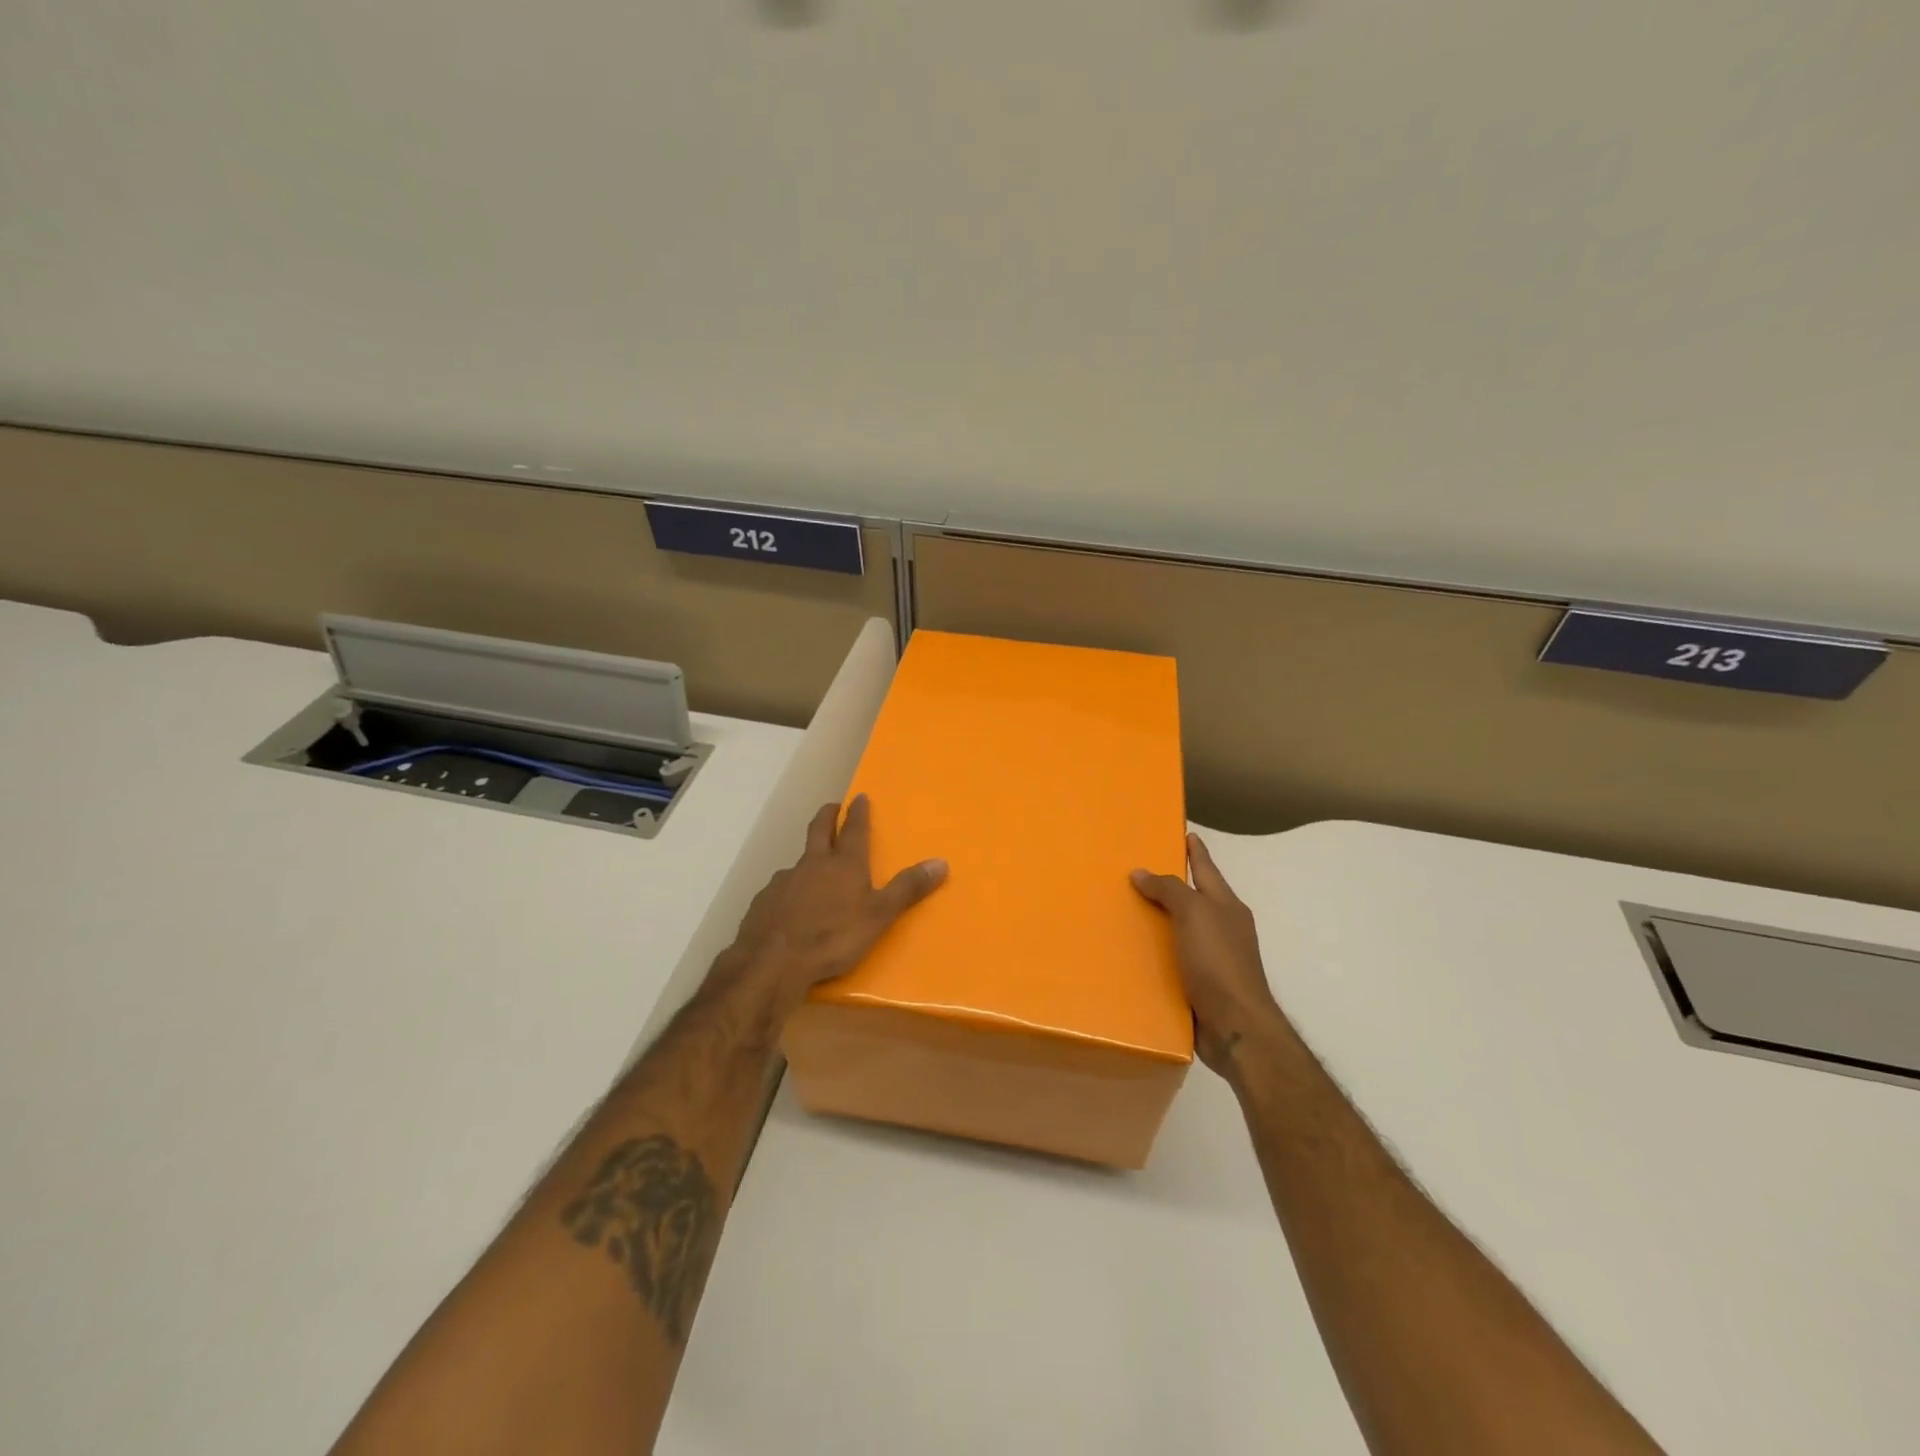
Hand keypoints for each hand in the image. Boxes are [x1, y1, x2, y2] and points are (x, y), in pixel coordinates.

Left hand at [724, 794, 947, 1017]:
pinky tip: (790, 908)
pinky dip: (789, 891)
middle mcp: (813, 864)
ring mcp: (784, 880)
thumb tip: (941, 862)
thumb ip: (908, 889)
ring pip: (798, 862)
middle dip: (827, 815)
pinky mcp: (764, 901)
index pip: (854, 829)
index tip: (859, 796)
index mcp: (844, 864)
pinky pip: (780, 889)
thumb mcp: (880, 916)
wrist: (774, 962)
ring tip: (813, 872)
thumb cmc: (834, 937)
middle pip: (819, 830)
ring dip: (808, 860)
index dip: (858, 812)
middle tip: (832, 807)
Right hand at [1131, 833, 1284, 1076]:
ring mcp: (1213, 959)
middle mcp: (1222, 928)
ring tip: (1127, 911)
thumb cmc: (1218, 962)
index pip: (1207, 868)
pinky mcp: (1199, 986)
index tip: (1186, 832)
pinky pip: (1173, 960)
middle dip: (1171, 885)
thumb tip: (1141, 872)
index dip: (1196, 850)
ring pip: (1182, 930)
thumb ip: (1169, 890)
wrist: (1236, 1027)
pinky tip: (1134, 954)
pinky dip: (1156, 953)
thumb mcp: (1195, 914)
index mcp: (1226, 906)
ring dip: (1159, 921)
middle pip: (1194, 898)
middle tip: (1138, 871)